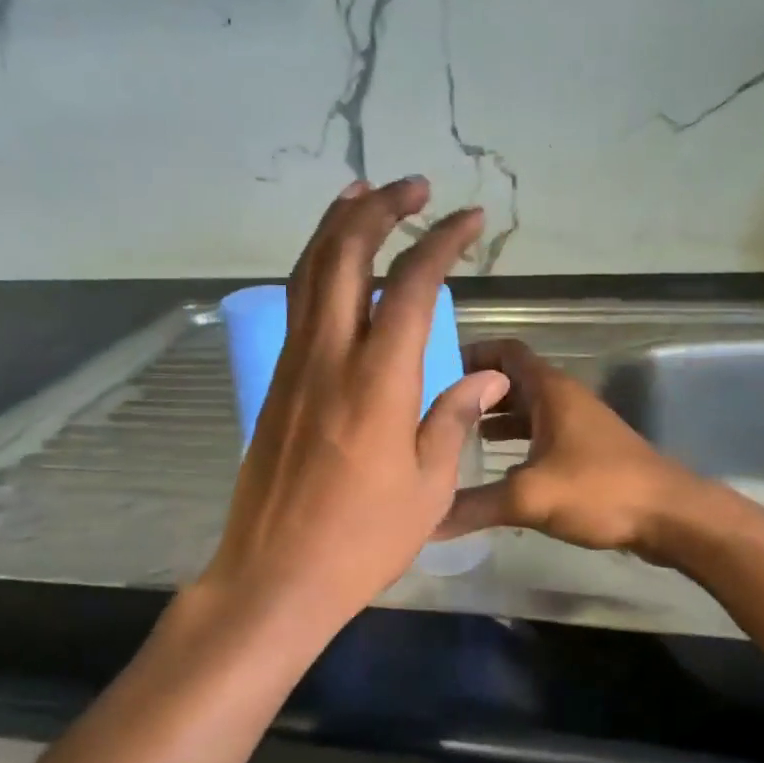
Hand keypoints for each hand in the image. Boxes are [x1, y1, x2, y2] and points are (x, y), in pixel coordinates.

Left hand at [199, 177, 509, 630]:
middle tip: (412, 186)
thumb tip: (488, 377)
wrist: (275, 576)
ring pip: (308, 273)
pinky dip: (316, 268)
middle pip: (344, 257)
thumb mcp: (428, 486)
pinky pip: (295, 307)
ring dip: (337, 226)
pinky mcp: (275, 385)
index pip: (411, 287)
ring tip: (363, 195)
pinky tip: (333, 265)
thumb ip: (454, 418)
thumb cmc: (362, 540)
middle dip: (379, 209)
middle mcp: (329, 358)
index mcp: (377, 382)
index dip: (441, 242)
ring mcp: (293, 368)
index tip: (469, 219)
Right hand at [436, 338, 703, 560]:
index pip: (506, 351)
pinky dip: (516, 445)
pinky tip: (495, 472)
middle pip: (511, 382)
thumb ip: (473, 506)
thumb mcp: (530, 497)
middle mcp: (564, 399)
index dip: (471, 353)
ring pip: (527, 412)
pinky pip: (541, 437)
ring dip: (494, 421)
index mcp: (550, 391)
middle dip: (474, 393)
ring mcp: (578, 426)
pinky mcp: (587, 453)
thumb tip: (424, 521)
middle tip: (434, 413)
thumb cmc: (600, 490)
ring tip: (455, 441)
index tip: (434, 372)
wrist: (670, 516)